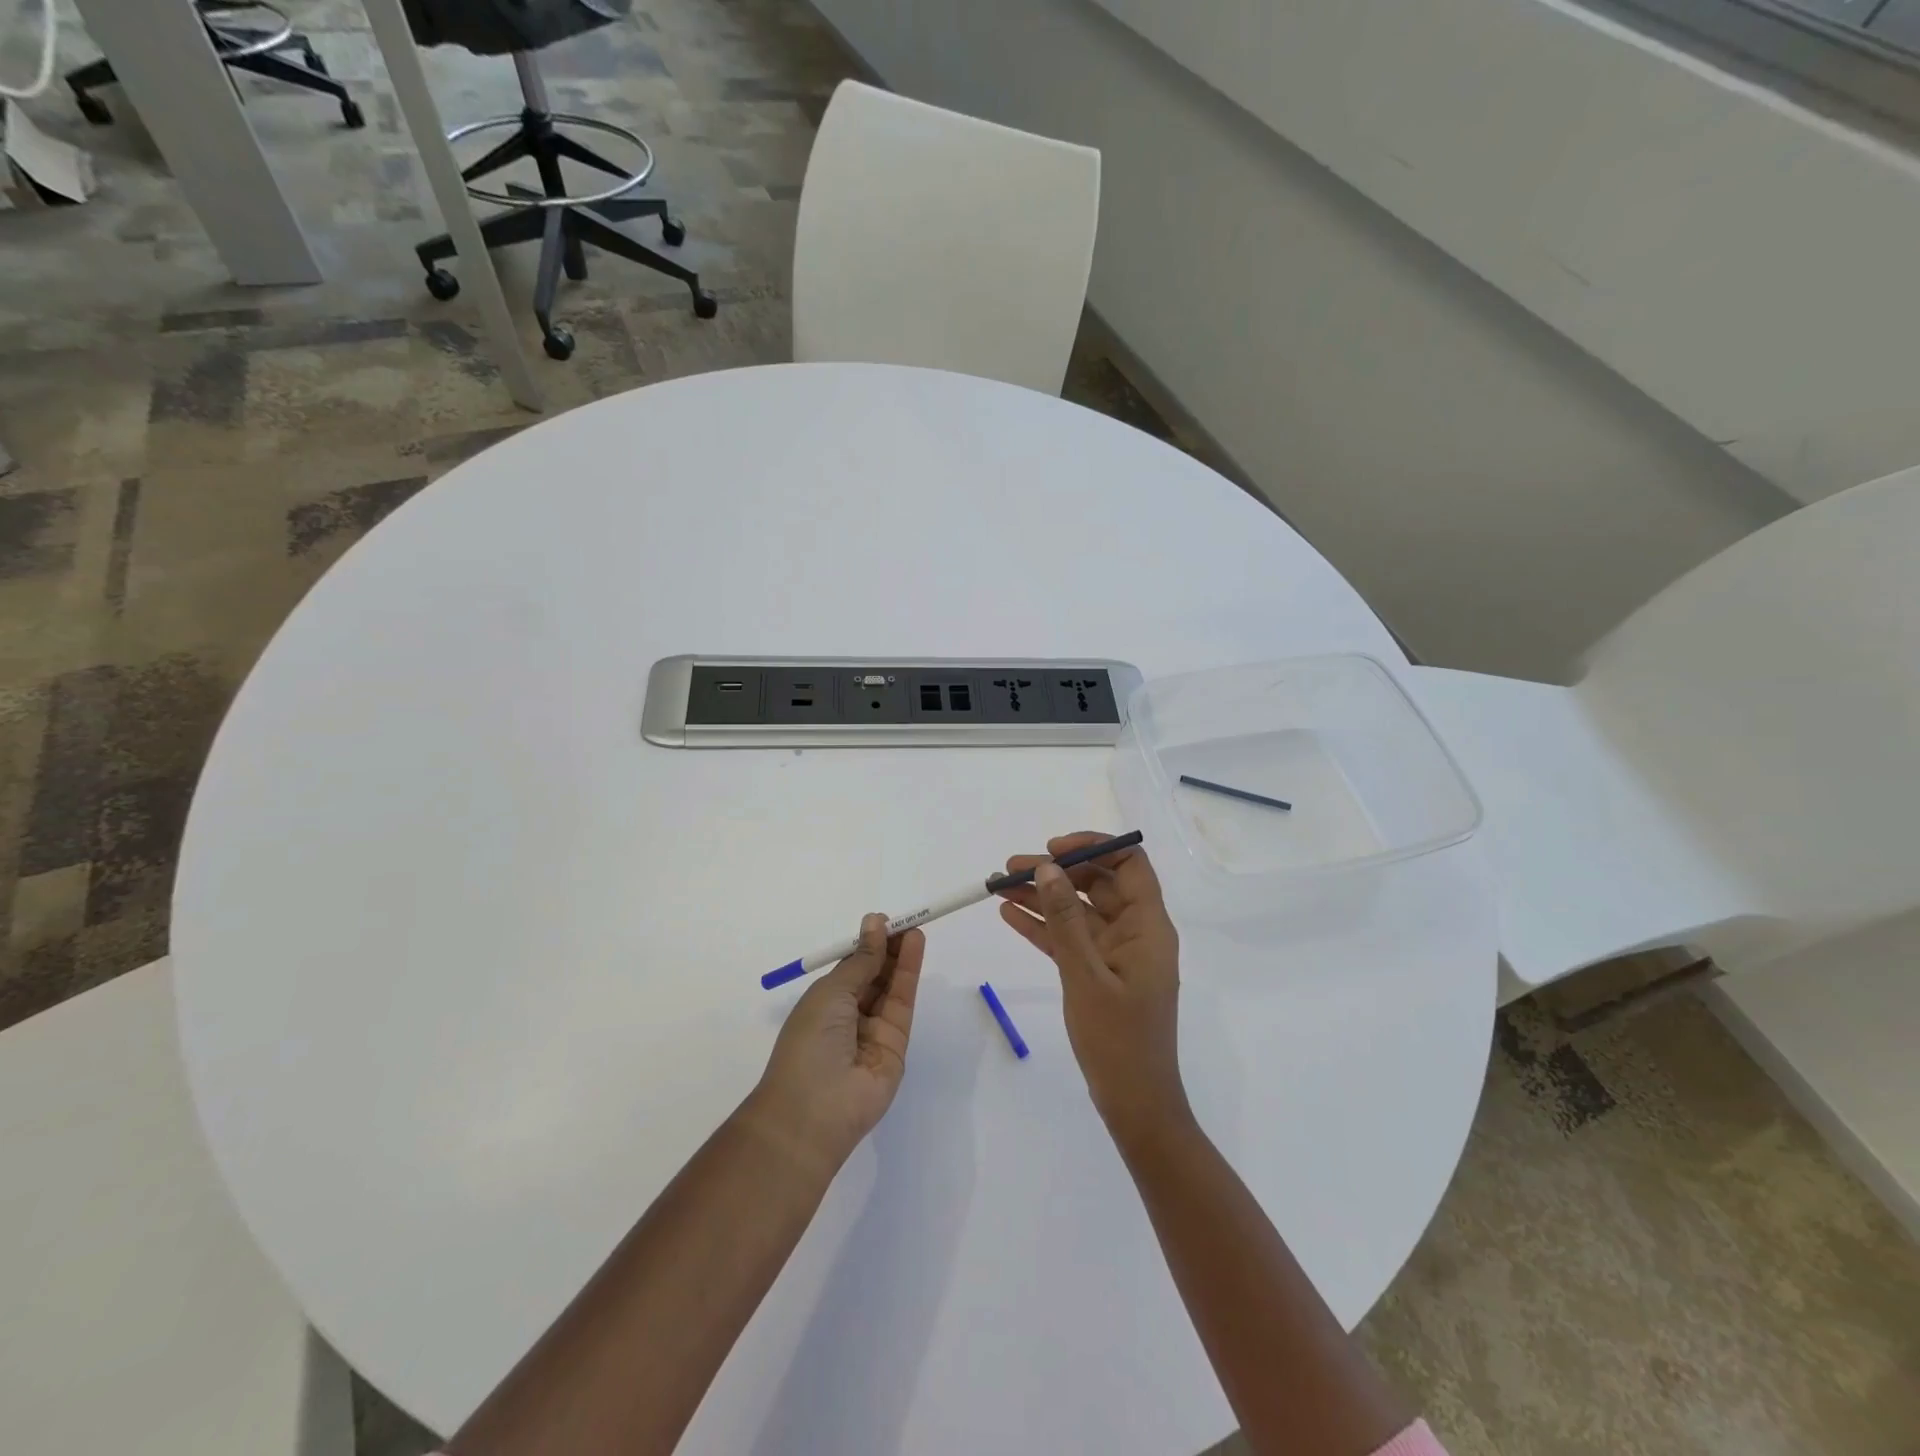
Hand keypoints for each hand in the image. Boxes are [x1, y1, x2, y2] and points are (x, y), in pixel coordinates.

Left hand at [749, 915, 924, 1173]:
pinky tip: (914, 946)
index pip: (851, 967)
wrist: (815, 1109)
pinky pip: (903, 1003)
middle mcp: (849, 1015)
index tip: (883, 921)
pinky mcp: (897, 1044)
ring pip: (891, 986)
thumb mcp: (831, 992)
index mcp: (824, 1003)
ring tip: (914, 926)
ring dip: (902, 955)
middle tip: (905, 920)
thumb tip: (874, 923)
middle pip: (875, 975)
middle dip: (888, 947)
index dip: (867, 944)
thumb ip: (861, 960)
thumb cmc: (810, 1042)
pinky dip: (909, 973)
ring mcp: (874, 1031)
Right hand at [996, 832, 1189, 1141]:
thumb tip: (1048, 868)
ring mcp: (1115, 953)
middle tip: (1011, 867)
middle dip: (1055, 871)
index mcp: (1148, 926)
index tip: (1053, 850)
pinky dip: (1043, 926)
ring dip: (1042, 897)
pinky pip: (1069, 938)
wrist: (1134, 1104)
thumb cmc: (1119, 1040)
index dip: (1093, 848)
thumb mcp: (1086, 976)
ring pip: (1077, 910)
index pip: (1128, 864)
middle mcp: (1134, 932)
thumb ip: (1065, 920)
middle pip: (1096, 884)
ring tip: (1000, 885)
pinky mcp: (1097, 973)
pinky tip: (1009, 915)